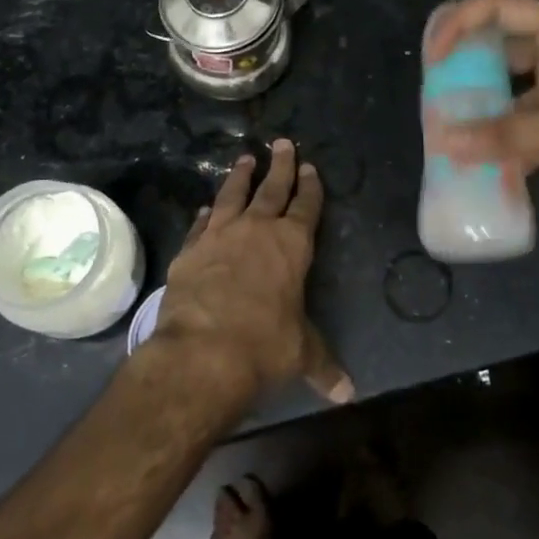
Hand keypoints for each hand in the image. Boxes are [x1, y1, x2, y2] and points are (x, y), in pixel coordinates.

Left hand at [153, 139, 353, 405]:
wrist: (202, 353)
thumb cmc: (264, 347)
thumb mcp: (301, 355)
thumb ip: (324, 366)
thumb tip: (348, 395)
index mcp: (292, 245)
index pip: (306, 206)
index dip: (310, 186)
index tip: (311, 167)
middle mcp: (257, 230)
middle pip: (272, 188)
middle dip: (280, 165)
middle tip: (282, 143)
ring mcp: (219, 237)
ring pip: (233, 196)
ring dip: (240, 177)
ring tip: (245, 159)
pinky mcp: (190, 251)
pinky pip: (201, 224)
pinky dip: (206, 214)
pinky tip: (206, 208)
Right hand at [426, 0, 538, 209]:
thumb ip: (514, 134)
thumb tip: (449, 143)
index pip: (500, 8)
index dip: (460, 22)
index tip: (433, 57)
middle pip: (500, 50)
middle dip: (465, 71)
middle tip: (432, 98)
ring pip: (512, 94)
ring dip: (485, 113)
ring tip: (450, 136)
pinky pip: (529, 128)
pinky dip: (509, 145)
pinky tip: (487, 168)